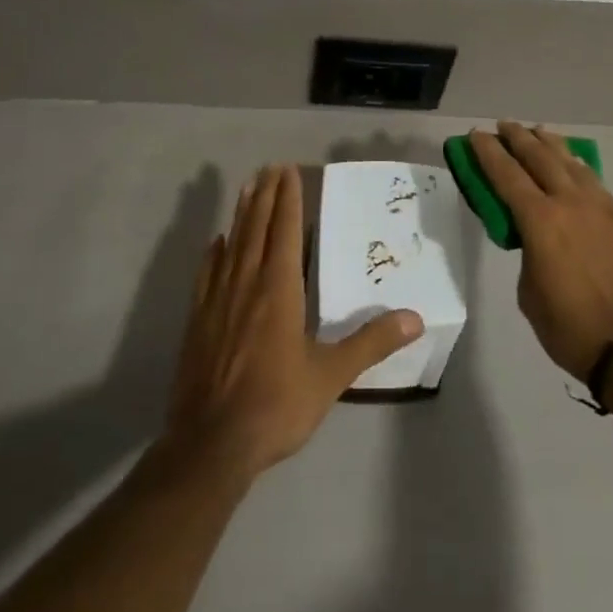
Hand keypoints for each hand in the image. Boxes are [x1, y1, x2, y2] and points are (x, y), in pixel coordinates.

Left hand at [166, 165, 422, 481]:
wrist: (211, 444)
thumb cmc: (276, 404)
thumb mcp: (331, 376)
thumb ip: (371, 343)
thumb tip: (415, 318)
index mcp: (279, 289)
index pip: (286, 231)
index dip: (288, 199)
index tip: (289, 170)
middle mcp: (247, 284)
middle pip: (257, 228)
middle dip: (266, 196)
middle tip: (270, 167)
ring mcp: (217, 300)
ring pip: (232, 244)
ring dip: (242, 214)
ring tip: (247, 188)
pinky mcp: (198, 321)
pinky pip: (207, 274)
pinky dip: (214, 252)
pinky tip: (216, 242)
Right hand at [471, 122, 612, 381]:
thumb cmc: (572, 329)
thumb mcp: (531, 295)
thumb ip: (530, 256)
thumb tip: (538, 244)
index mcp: (541, 221)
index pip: (506, 175)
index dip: (488, 153)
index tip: (476, 134)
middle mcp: (571, 204)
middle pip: (540, 158)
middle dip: (519, 138)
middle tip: (504, 125)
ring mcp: (602, 210)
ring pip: (573, 164)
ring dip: (552, 145)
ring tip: (540, 132)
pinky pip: (596, 184)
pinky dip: (579, 169)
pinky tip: (576, 167)